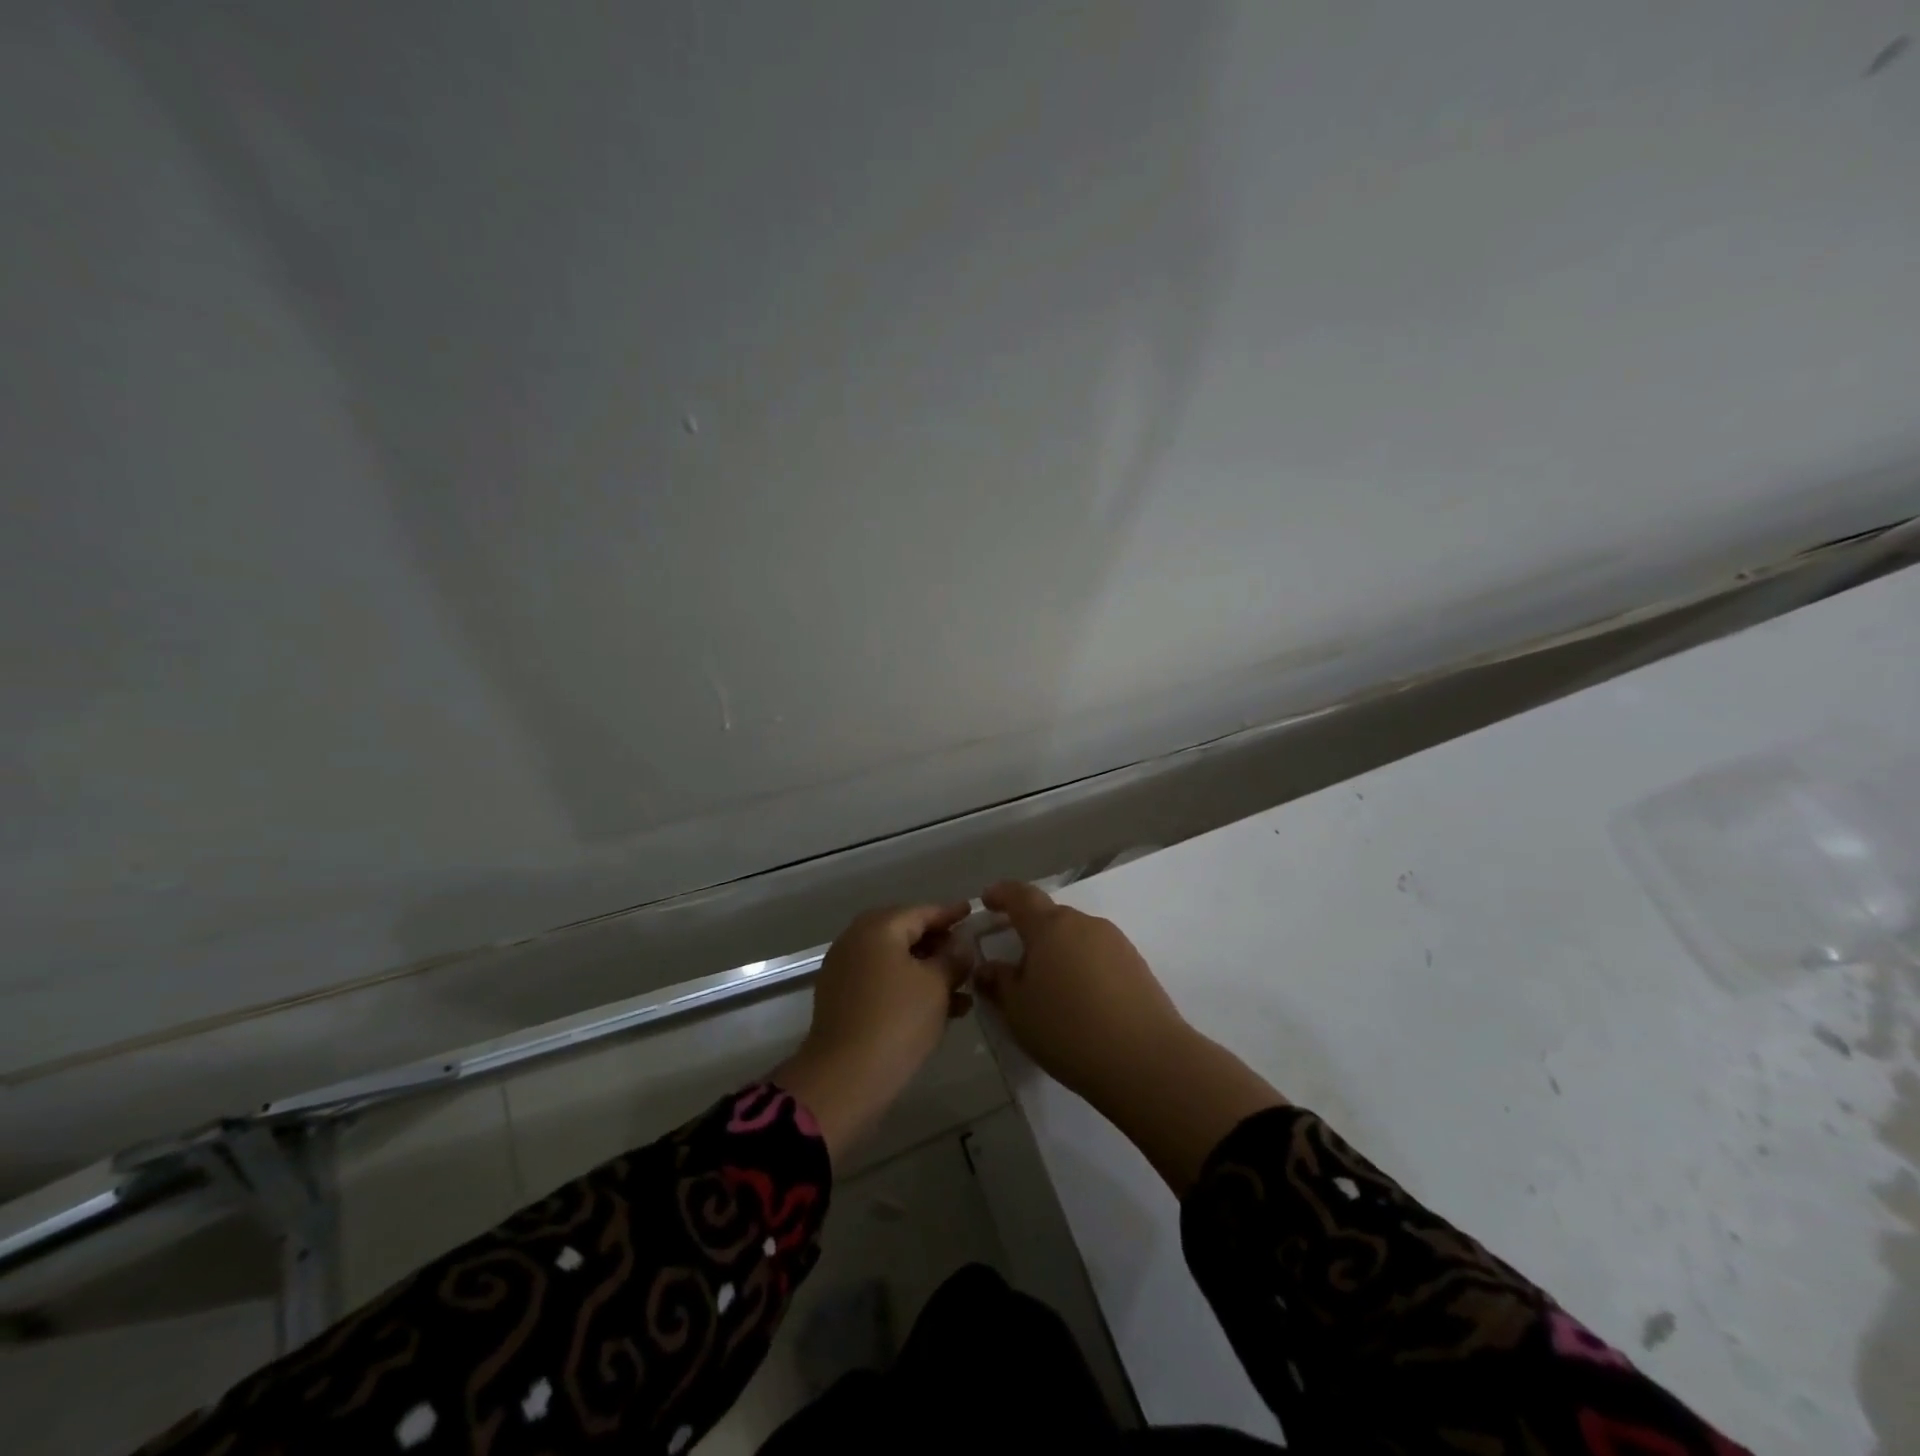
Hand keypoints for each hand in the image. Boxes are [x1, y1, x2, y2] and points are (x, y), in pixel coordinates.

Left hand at [774, 901, 973, 1160]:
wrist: (845, 1077)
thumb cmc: (897, 1020)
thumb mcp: (936, 985)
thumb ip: (953, 958)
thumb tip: (961, 944)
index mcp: (878, 928)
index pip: (922, 911)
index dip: (950, 914)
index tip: (971, 912)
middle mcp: (856, 940)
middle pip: (905, 934)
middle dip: (938, 944)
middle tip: (967, 953)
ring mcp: (845, 970)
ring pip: (895, 961)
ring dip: (927, 971)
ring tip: (962, 990)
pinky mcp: (842, 1000)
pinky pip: (883, 983)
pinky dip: (908, 988)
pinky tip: (938, 1009)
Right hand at [973, 881, 1187, 1104]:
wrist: (1145, 1059)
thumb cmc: (1068, 1029)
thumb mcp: (1019, 1011)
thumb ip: (999, 983)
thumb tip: (987, 967)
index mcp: (1050, 926)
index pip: (1021, 896)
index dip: (1002, 894)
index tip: (987, 900)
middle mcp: (1084, 923)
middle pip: (1051, 917)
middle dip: (1031, 933)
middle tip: (1016, 962)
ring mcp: (1115, 942)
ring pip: (1077, 937)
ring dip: (1059, 952)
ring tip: (1051, 989)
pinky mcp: (1137, 965)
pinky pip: (1099, 956)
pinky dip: (1083, 968)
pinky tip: (1082, 1001)